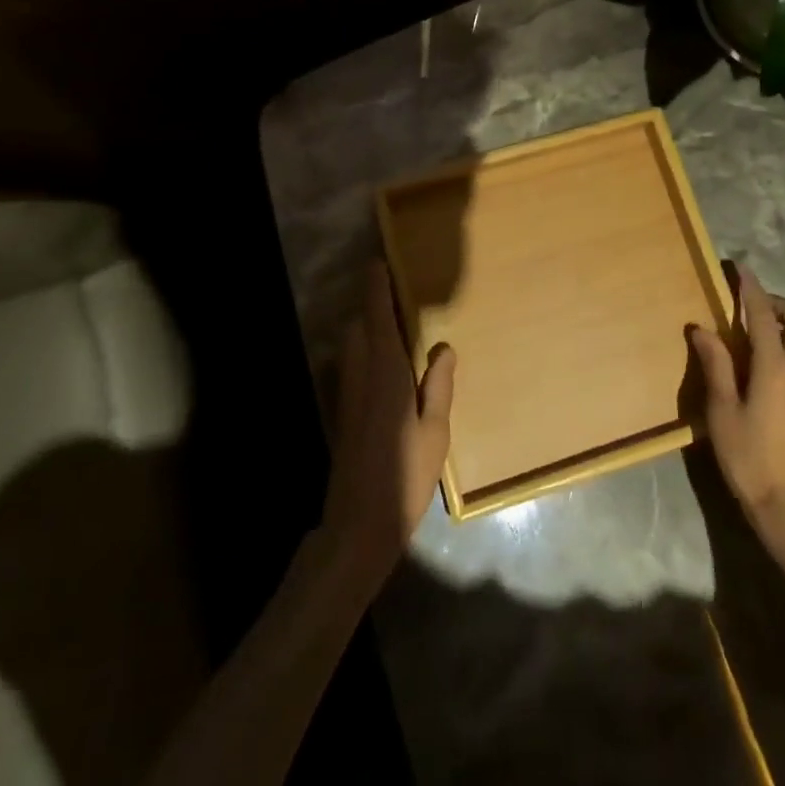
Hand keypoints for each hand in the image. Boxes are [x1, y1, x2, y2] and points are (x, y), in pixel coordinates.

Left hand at [319, 264, 455, 589]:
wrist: (358, 524)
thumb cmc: (405, 476)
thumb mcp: (435, 432)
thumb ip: (438, 385)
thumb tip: (444, 346)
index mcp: (386, 371)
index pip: (376, 315)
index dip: (376, 286)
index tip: (379, 261)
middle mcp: (360, 374)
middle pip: (358, 325)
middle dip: (371, 304)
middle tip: (396, 294)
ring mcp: (346, 393)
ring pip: (350, 344)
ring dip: (366, 327)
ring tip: (392, 325)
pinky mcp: (340, 412)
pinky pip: (349, 364)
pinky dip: (362, 350)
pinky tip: (382, 367)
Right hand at [688, 265, 784, 529]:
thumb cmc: (751, 459)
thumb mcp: (723, 412)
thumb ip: (716, 365)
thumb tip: (702, 328)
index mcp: (775, 368)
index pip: (763, 315)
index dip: (751, 289)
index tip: (740, 267)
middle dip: (774, 302)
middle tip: (747, 297)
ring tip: (758, 321)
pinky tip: (771, 353)